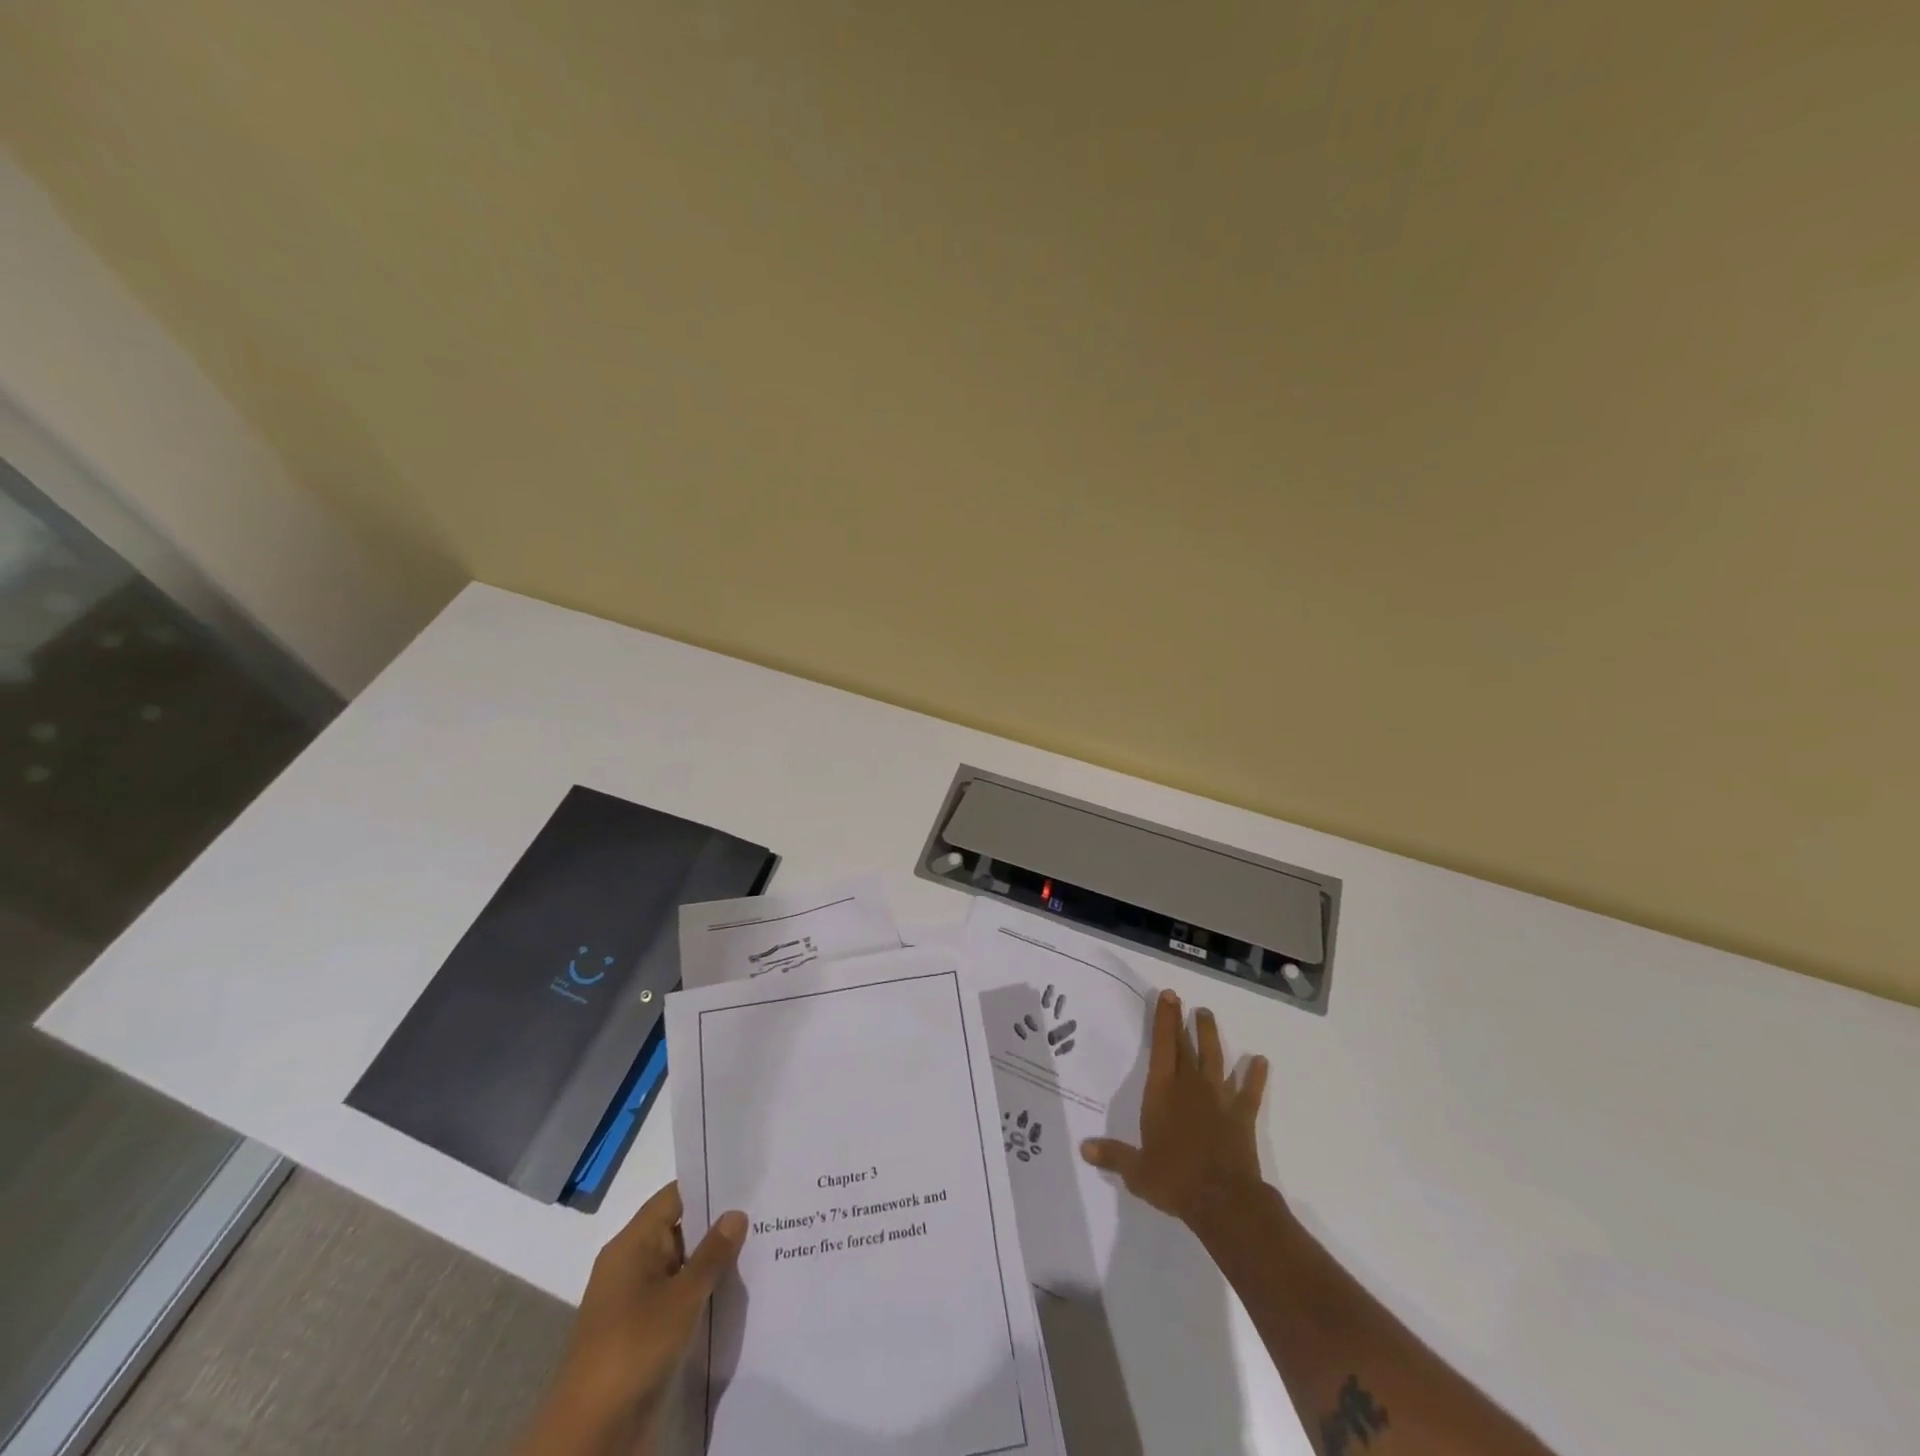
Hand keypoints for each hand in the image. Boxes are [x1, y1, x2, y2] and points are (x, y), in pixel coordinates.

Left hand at [517, 1183, 746, 1455]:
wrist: (591, 1434)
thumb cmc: (634, 1348)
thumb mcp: (682, 1297)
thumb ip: (712, 1253)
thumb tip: (736, 1213)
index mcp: (631, 1244)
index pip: (674, 1197)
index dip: (709, 1185)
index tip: (749, 1181)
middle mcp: (631, 1265)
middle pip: (679, 1229)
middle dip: (718, 1225)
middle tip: (766, 1212)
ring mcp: (635, 1301)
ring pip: (681, 1266)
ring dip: (712, 1262)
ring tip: (761, 1247)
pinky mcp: (642, 1334)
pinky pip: (677, 1298)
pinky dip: (702, 1293)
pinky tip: (736, 1293)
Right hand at [1081, 988, 1269, 1231]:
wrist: (1223, 1201)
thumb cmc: (1174, 1180)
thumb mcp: (1137, 1172)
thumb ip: (1113, 1155)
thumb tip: (1084, 1148)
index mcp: (1162, 1093)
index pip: (1162, 1048)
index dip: (1164, 1020)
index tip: (1168, 996)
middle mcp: (1189, 1087)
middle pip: (1185, 1047)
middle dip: (1181, 1021)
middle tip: (1181, 999)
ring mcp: (1218, 1099)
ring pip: (1215, 1059)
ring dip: (1211, 1036)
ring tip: (1207, 1015)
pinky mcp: (1242, 1116)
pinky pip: (1249, 1091)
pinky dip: (1255, 1076)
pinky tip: (1260, 1061)